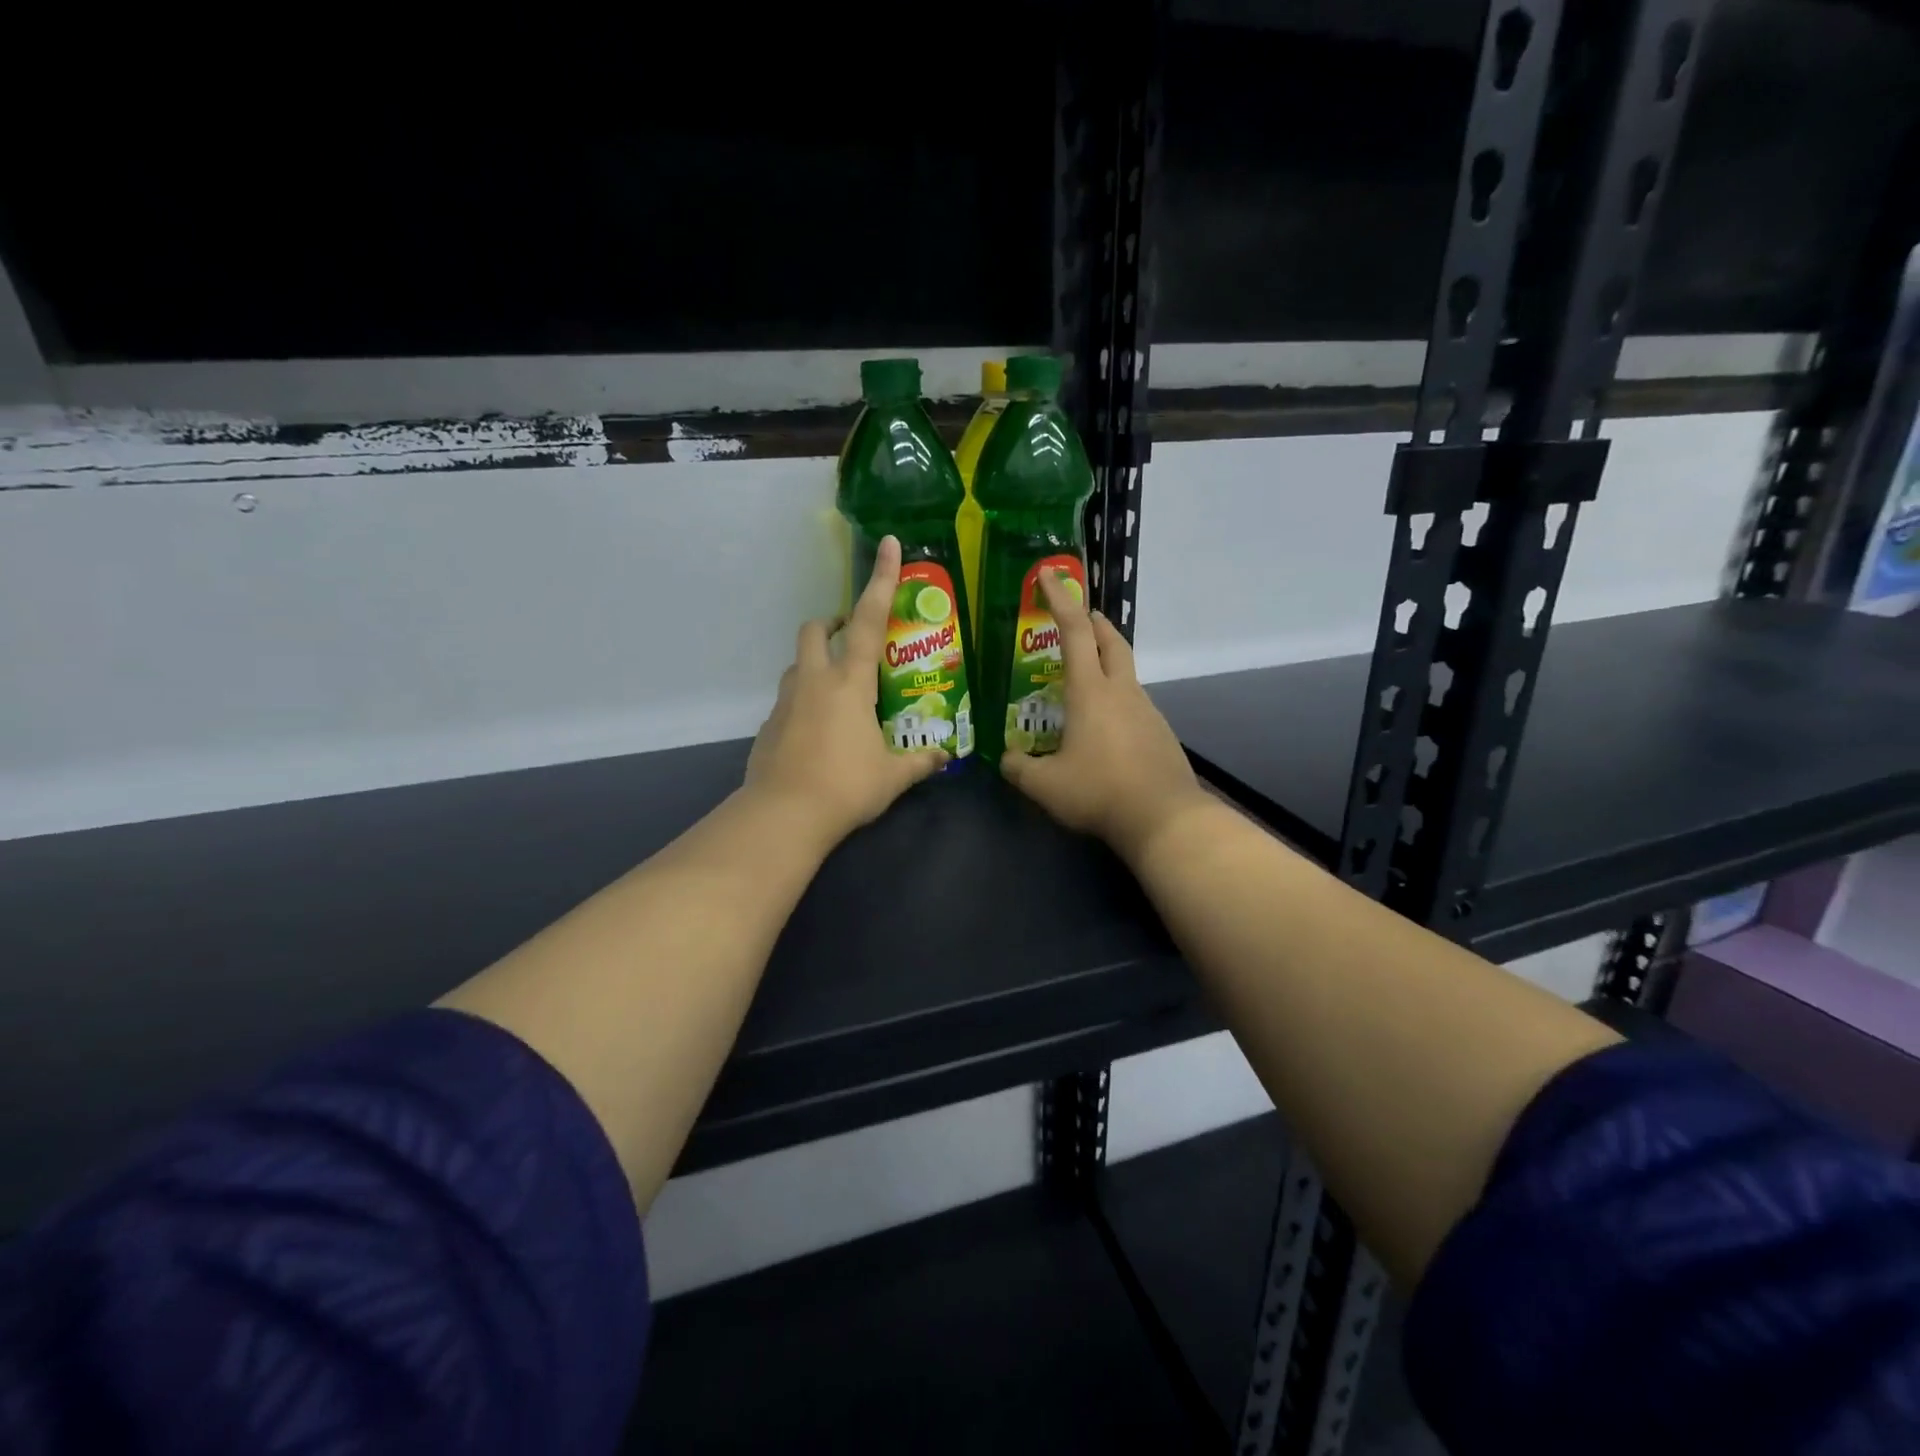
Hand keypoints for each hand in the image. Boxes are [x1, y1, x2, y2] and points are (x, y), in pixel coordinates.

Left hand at [744, 535, 946, 847]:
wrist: (783, 815)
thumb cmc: (846, 787)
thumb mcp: (892, 776)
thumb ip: (920, 762)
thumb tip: (944, 757)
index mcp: (850, 682)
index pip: (871, 621)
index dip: (881, 581)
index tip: (888, 545)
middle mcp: (814, 680)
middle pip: (816, 629)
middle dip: (834, 623)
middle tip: (853, 637)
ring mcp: (786, 701)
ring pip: (798, 662)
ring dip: (816, 661)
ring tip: (839, 690)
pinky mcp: (768, 725)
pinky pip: (788, 698)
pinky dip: (804, 699)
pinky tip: (818, 731)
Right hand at [1000, 572, 1211, 864]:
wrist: (1164, 818)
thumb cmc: (1099, 792)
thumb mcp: (1045, 785)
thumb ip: (1019, 768)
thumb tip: (1005, 759)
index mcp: (1090, 691)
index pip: (1075, 631)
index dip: (1060, 600)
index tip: (1048, 575)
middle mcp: (1122, 691)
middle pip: (1112, 641)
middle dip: (1093, 622)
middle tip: (1078, 618)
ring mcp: (1146, 710)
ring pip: (1125, 672)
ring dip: (1106, 662)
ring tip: (1082, 682)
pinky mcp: (1159, 732)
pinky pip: (1134, 703)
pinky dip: (1116, 698)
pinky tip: (1104, 728)